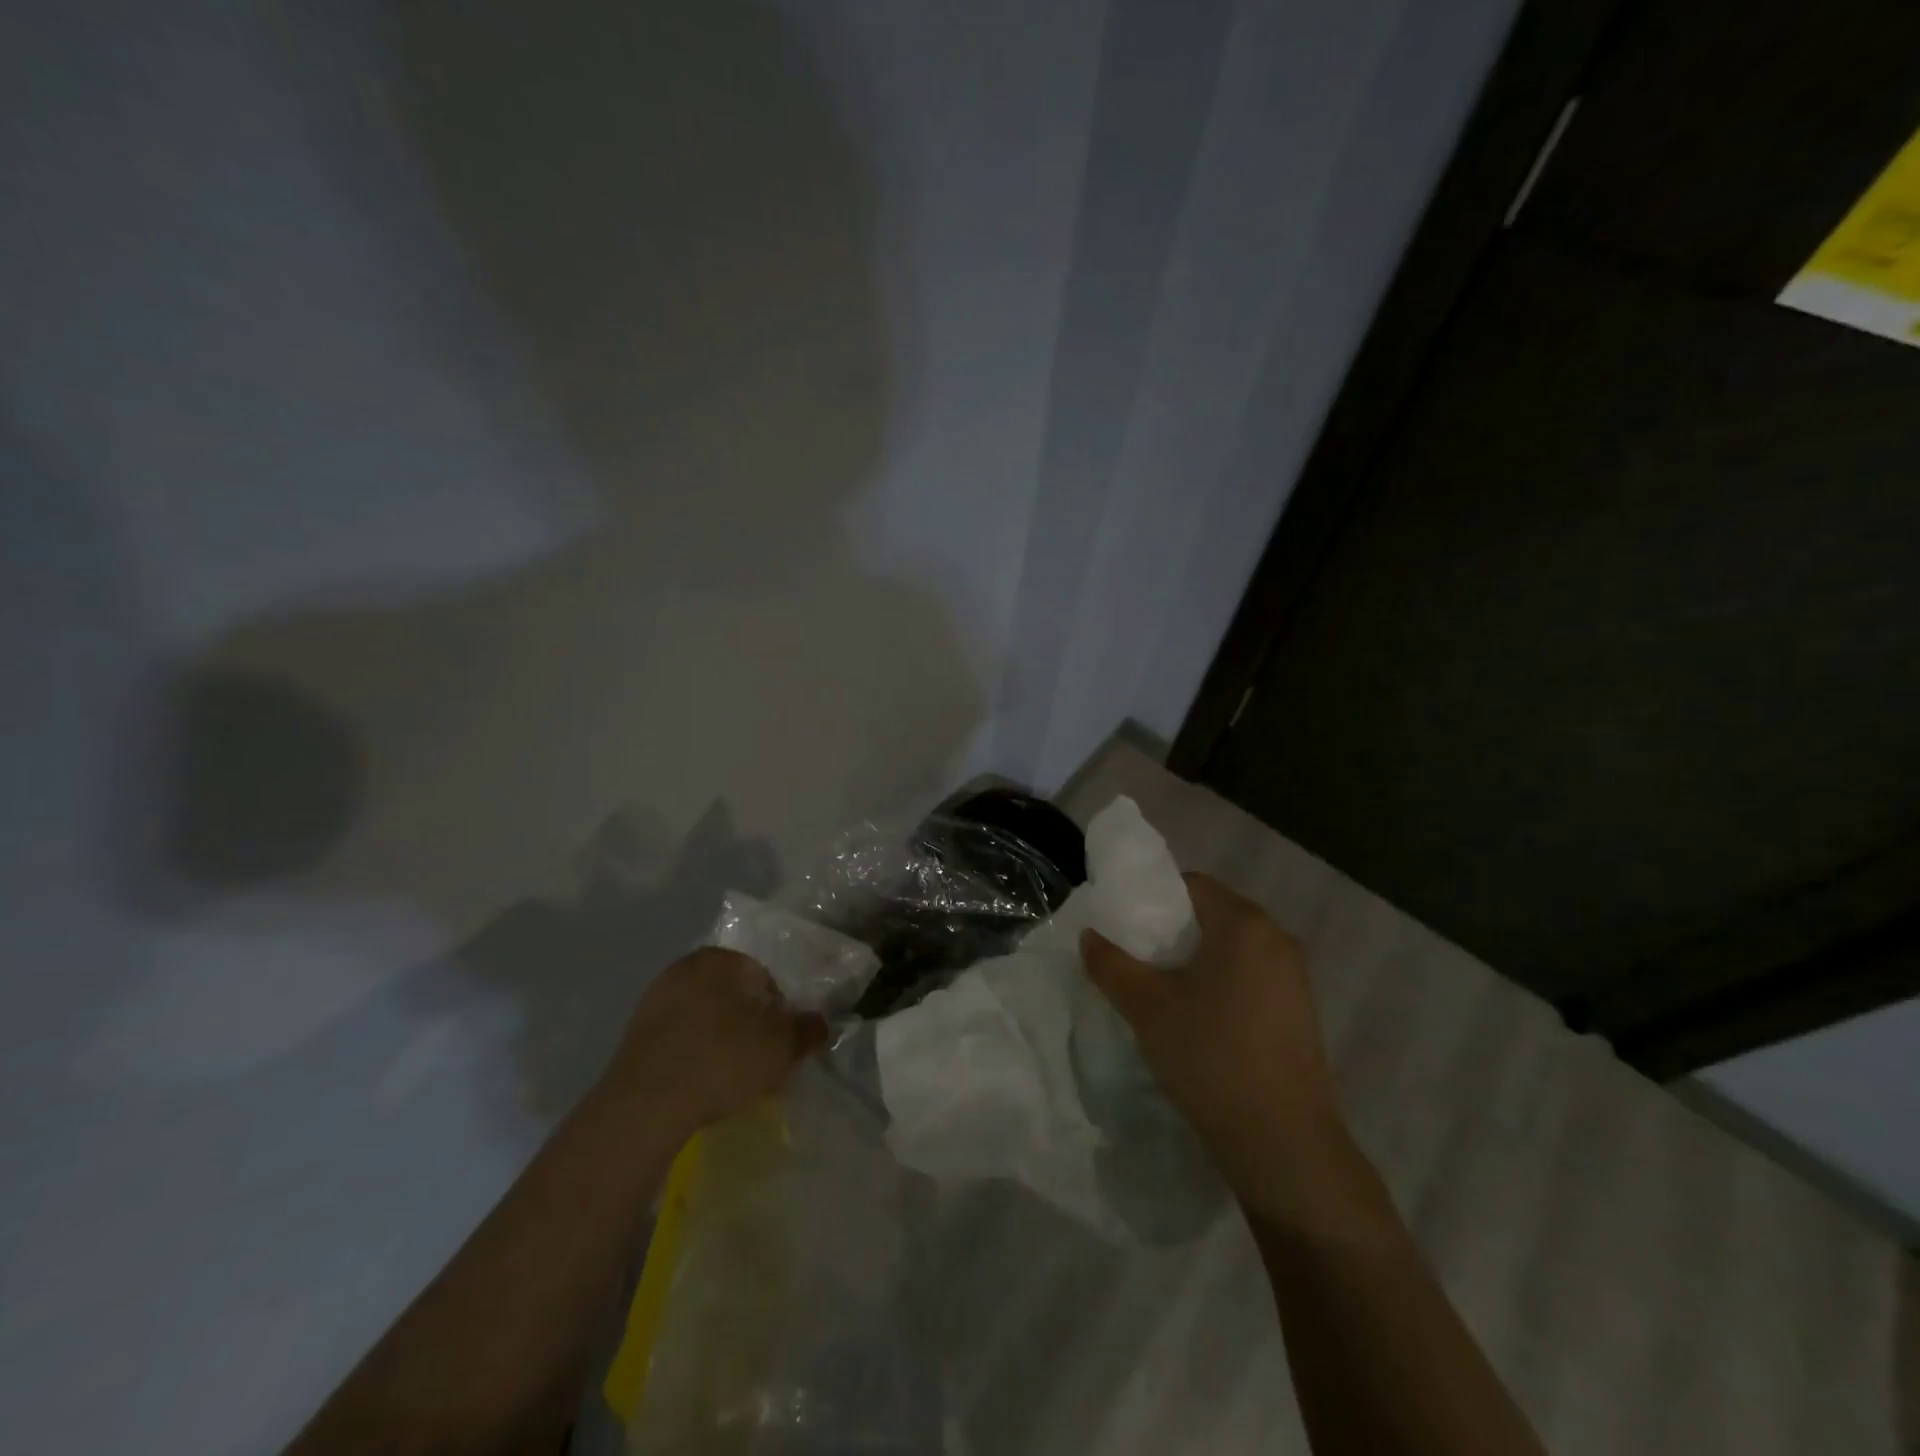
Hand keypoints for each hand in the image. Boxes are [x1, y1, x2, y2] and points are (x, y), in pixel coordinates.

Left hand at [600, 947, 827, 1137]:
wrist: (644, 1107)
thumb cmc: (721, 1060)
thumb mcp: (781, 1047)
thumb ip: (807, 1030)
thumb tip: (819, 1023)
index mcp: (720, 959)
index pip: (764, 978)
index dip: (779, 1013)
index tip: (780, 1044)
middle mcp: (684, 968)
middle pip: (733, 996)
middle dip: (749, 1025)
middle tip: (760, 1061)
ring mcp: (654, 1001)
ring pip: (705, 1018)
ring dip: (721, 1041)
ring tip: (731, 1079)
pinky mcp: (634, 1036)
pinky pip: (680, 1039)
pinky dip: (694, 1055)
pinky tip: (701, 1085)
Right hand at [1080, 873, 1343, 1216]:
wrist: (1283, 1143)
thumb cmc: (1210, 1056)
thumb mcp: (1146, 1007)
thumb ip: (1110, 964)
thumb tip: (1089, 936)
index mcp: (1245, 923)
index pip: (1191, 884)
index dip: (1153, 900)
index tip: (1128, 929)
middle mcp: (1278, 938)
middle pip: (1214, 915)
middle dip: (1174, 933)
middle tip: (1139, 961)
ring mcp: (1296, 978)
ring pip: (1234, 950)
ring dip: (1199, 961)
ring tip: (1165, 993)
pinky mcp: (1302, 1012)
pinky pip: (1253, 978)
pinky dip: (1224, 985)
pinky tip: (1202, 1022)